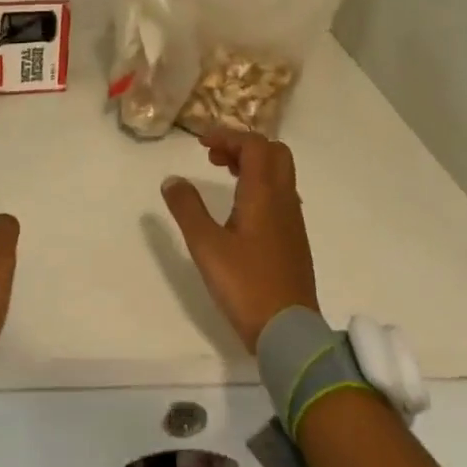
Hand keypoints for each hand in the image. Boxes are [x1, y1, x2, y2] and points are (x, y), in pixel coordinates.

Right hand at [160, 130, 318, 351]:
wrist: (288, 330)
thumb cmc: (245, 285)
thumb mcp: (206, 246)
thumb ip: (187, 209)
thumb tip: (172, 180)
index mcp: (264, 193)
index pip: (254, 145)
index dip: (228, 136)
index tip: (201, 144)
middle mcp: (284, 199)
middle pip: (274, 152)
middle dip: (243, 145)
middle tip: (215, 158)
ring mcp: (293, 219)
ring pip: (280, 173)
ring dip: (253, 164)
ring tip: (224, 176)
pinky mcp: (294, 238)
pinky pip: (281, 194)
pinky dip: (261, 185)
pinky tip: (241, 208)